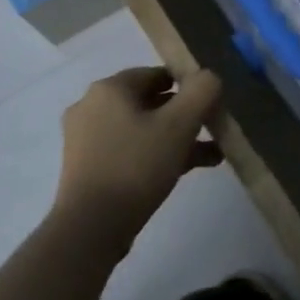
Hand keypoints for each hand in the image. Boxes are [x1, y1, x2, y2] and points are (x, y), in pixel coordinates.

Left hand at [53, 66, 223, 240]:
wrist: (92, 225)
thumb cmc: (137, 166)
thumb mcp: (179, 125)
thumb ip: (201, 92)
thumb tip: (210, 76)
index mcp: (110, 88)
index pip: (157, 74)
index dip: (189, 85)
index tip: (212, 104)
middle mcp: (92, 106)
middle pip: (150, 102)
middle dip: (186, 116)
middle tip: (213, 130)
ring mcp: (86, 138)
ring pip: (142, 129)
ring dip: (176, 138)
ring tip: (211, 156)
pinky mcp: (88, 166)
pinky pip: (130, 150)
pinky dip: (156, 154)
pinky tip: (184, 171)